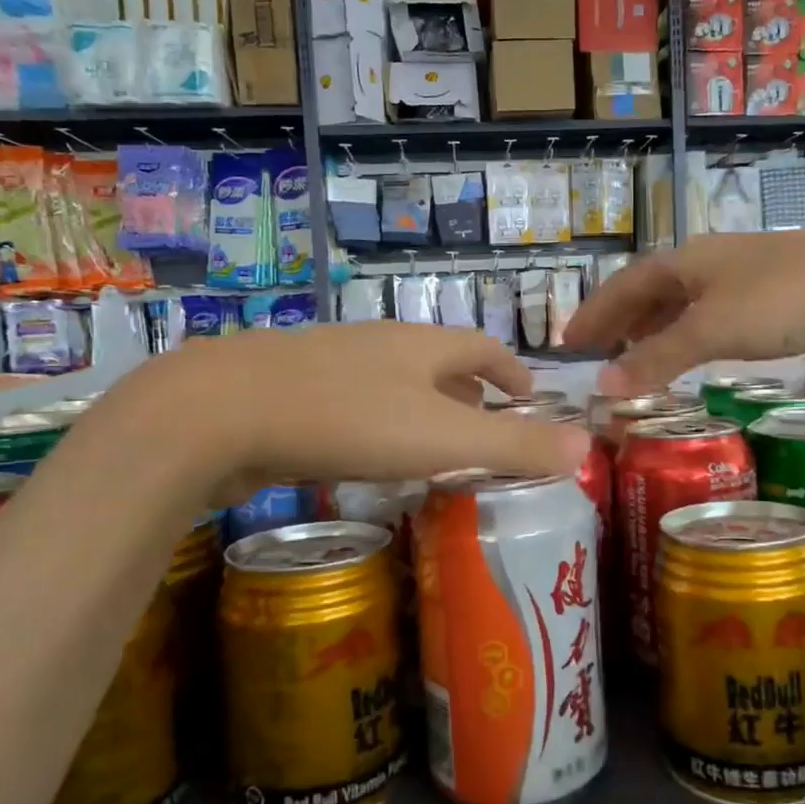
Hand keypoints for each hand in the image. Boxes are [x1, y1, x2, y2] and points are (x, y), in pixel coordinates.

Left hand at [108, 323, 591, 507]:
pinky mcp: (291, 393)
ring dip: (421, 410)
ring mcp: (331, 364)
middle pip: (438, 362)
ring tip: (432, 450)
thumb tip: (585, 447)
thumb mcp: (442, 436)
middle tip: (486, 432)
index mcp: (421, 344)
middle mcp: (379, 344)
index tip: (529, 399)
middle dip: (469, 393)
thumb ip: (513, 445)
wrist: (220, 412)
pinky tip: (364, 459)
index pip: (483, 348)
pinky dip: (377, 426)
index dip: (513, 371)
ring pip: (393, 383)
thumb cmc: (347, 419)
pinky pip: (353, 405)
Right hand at [565, 230, 804, 394]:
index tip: (568, 342)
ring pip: (686, 308)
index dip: (596, 312)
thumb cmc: (785, 299)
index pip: (626, 285)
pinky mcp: (777, 305)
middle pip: (653, 293)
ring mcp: (746, 283)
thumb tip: (602, 386)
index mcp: (688, 260)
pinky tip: (695, 360)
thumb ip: (657, 357)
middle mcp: (712, 266)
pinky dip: (692, 342)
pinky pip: (716, 324)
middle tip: (595, 355)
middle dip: (621, 323)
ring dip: (656, 334)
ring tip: (635, 362)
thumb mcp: (713, 329)